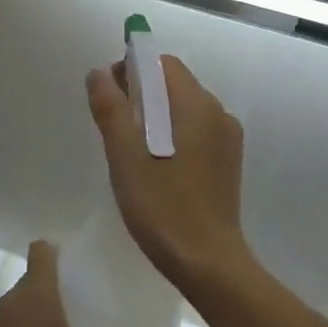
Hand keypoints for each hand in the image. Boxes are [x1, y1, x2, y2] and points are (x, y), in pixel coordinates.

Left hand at [0, 241, 172, 326]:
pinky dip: (29, 324)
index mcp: (37, 297)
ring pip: (22, 299)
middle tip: (90, 293)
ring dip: (43, 304)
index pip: (41, 251)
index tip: (83, 259)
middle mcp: (13, 302)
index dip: (59, 248)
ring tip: (73, 319)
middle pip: (35, 275)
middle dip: (59, 279)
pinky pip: (12, 320)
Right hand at [86, 57, 248, 288]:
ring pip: (184, 110)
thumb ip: (111, 110)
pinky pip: (196, 133)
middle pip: (174, 85)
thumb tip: (99, 73)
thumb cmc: (161, 206)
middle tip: (116, 131)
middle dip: (142, 96)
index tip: (110, 100)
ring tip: (133, 154)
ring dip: (156, 118)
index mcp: (196, 105)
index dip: (133, 71)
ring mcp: (227, 140)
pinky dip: (173, 137)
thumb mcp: (125, 157)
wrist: (206, 262)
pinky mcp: (228, 163)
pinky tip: (158, 169)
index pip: (163, 65)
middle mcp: (218, 113)